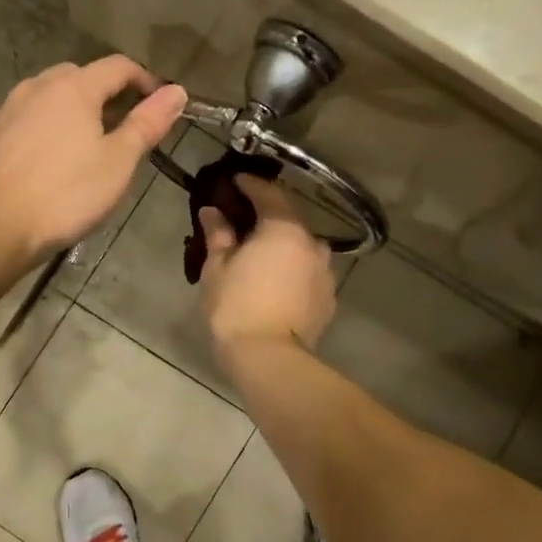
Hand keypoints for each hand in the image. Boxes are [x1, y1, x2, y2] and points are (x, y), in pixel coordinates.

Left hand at [0, 56, 187, 260]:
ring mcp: (6, 110)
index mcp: (73, 88)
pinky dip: (42, 130)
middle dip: (106, 94)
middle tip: (123, 127)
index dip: (145, 80)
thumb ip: (148, 123)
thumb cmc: (65, 194)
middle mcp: (36, 87)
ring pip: (47, 98)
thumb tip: (177, 90)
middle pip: (80, 77)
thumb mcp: (118, 162)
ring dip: (71, 111)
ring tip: (84, 146)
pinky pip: (23, 121)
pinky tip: (45, 163)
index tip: (160, 104)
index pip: (118, 66)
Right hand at [198, 175, 336, 355]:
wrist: (270, 360)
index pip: (268, 193)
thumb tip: (212, 211)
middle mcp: (312, 243)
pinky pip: (307, 271)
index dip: (249, 184)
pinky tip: (274, 279)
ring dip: (281, 243)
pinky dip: (291, 267)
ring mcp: (325, 271)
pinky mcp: (328, 297)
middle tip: (242, 218)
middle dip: (266, 215)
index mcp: (284, 228)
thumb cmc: (236, 307)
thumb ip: (218, 234)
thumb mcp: (217, 268)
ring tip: (259, 252)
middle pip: (288, 218)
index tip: (234, 180)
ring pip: (301, 246)